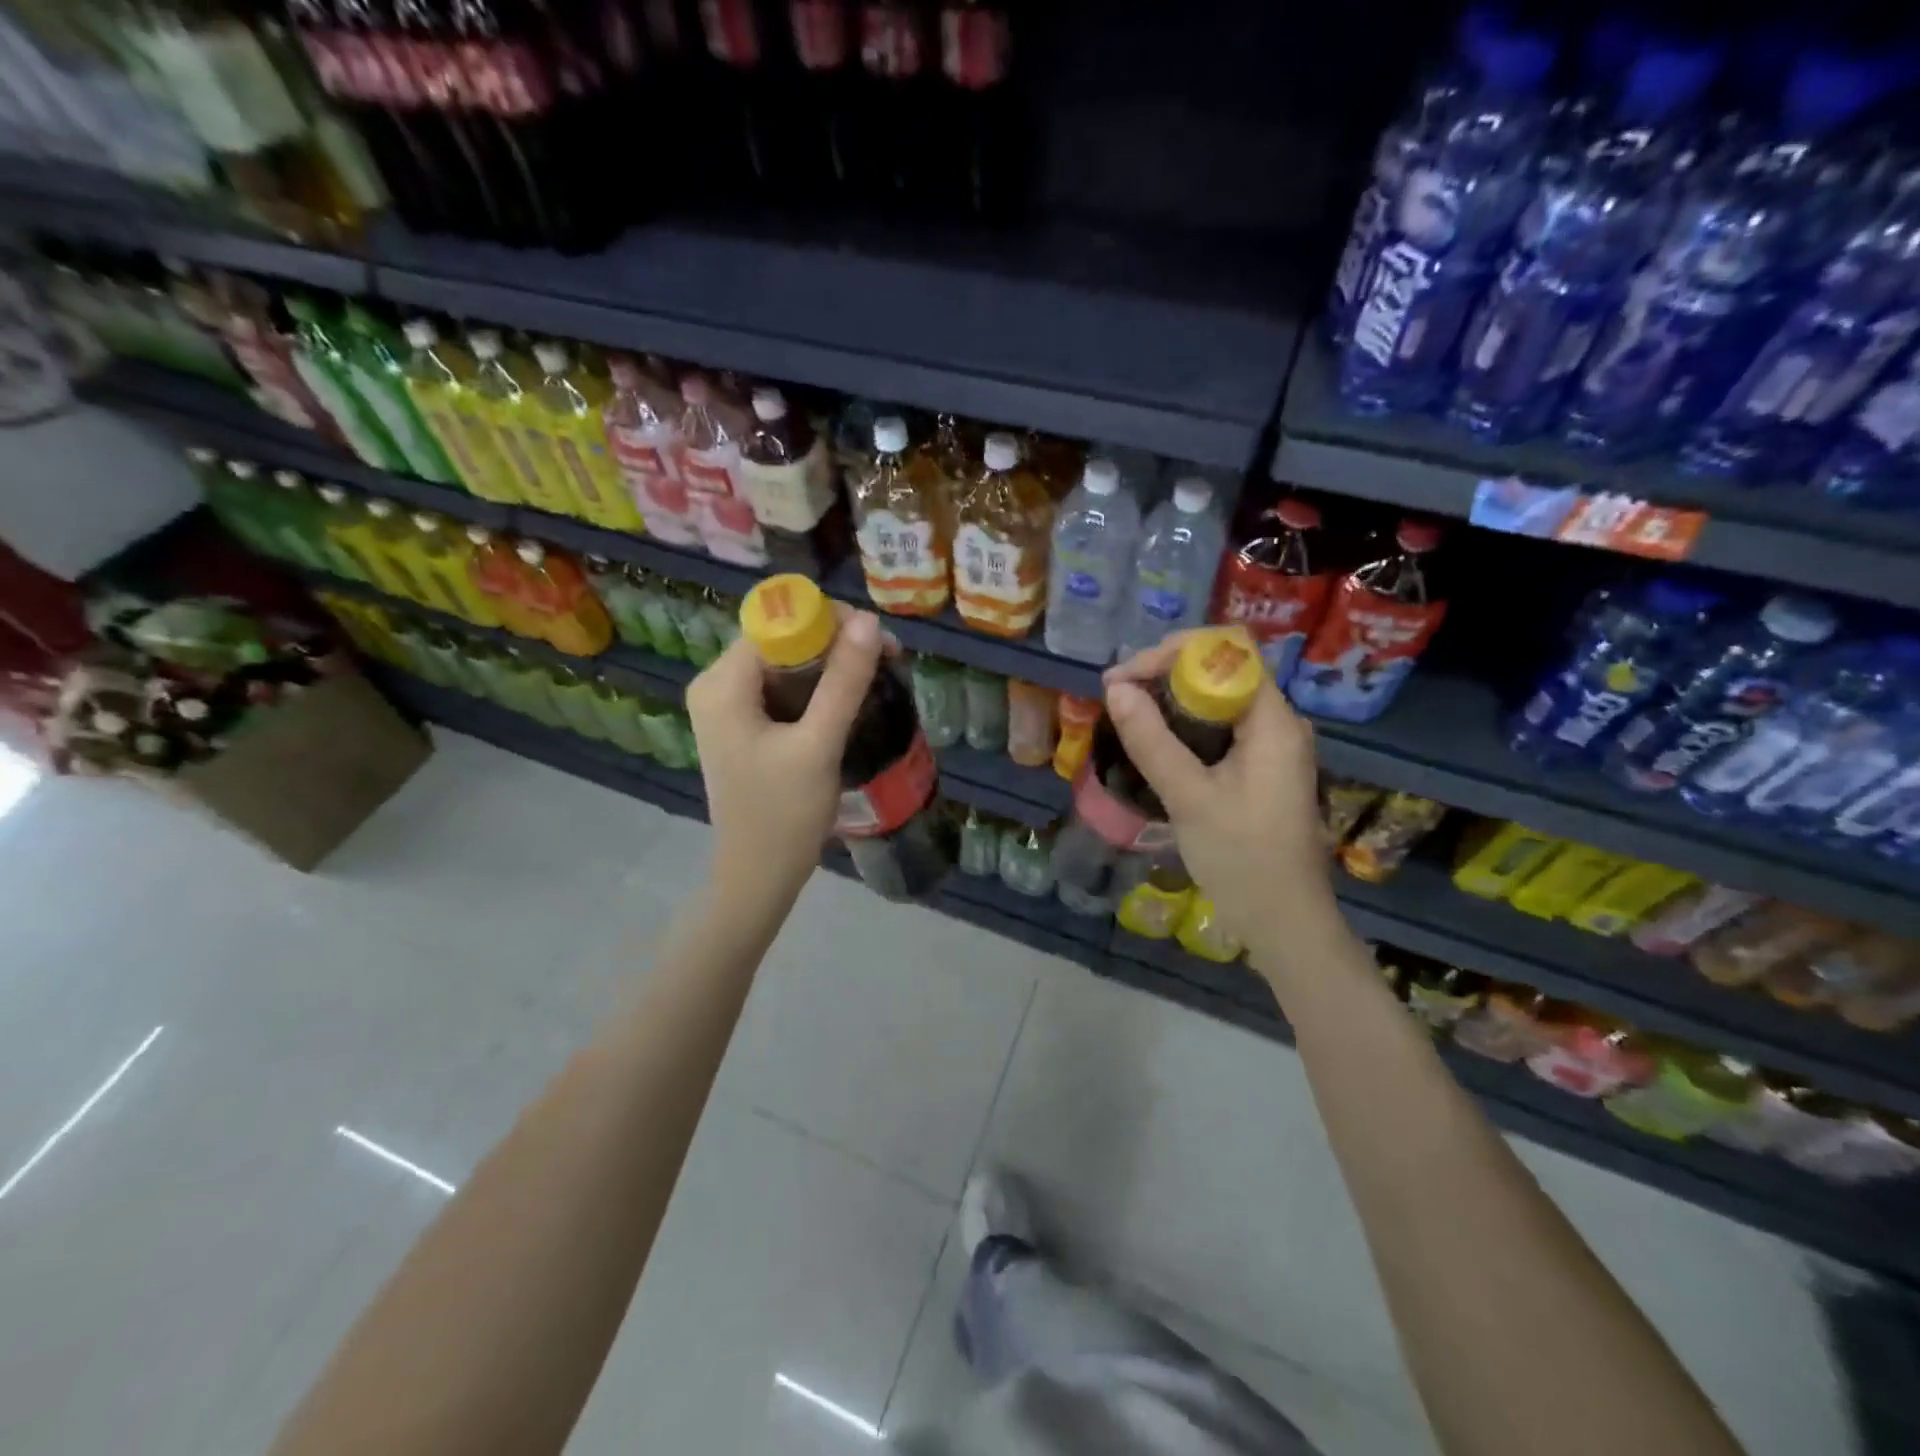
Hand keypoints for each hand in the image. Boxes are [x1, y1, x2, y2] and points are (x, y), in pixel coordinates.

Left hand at [685, 609, 883, 901]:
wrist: (759, 876)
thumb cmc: (784, 814)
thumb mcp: (818, 745)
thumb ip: (844, 682)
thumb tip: (868, 621)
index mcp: (722, 684)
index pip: (776, 623)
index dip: (828, 622)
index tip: (875, 640)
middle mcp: (716, 685)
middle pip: (780, 640)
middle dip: (835, 643)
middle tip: (887, 659)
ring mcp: (727, 707)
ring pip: (785, 664)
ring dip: (831, 666)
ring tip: (877, 676)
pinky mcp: (742, 725)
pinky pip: (782, 688)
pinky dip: (817, 688)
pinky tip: (850, 699)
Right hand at [1103, 633, 1335, 957]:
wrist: (1284, 922)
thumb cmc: (1242, 859)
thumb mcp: (1189, 798)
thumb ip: (1152, 741)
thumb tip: (1115, 689)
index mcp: (1274, 722)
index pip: (1231, 652)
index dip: (1174, 652)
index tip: (1126, 678)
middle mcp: (1278, 723)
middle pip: (1224, 670)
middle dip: (1166, 672)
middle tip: (1118, 695)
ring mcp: (1270, 746)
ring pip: (1219, 698)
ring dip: (1171, 697)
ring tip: (1127, 712)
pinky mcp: (1259, 768)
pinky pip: (1220, 727)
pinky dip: (1183, 724)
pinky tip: (1154, 739)